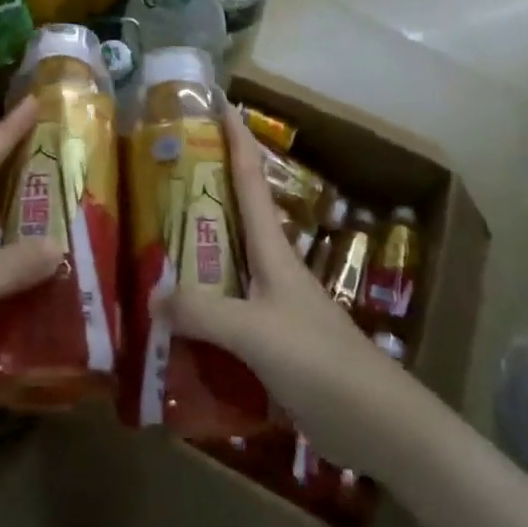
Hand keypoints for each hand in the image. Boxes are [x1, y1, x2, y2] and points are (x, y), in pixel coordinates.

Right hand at [160, 106, 427, 477]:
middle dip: (203, 187)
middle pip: (234, 214)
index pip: (251, 178)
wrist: (375, 423)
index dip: (236, 138)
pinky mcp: (271, 341)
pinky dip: (200, 304)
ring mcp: (273, 304)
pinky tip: (172, 320)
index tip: (220, 102)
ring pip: (226, 262)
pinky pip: (226, 310)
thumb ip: (203, 312)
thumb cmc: (319, 361)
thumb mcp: (255, 332)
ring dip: (195, 249)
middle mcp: (271, 267)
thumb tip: (153, 295)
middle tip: (161, 171)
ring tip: (152, 240)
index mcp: (272, 248)